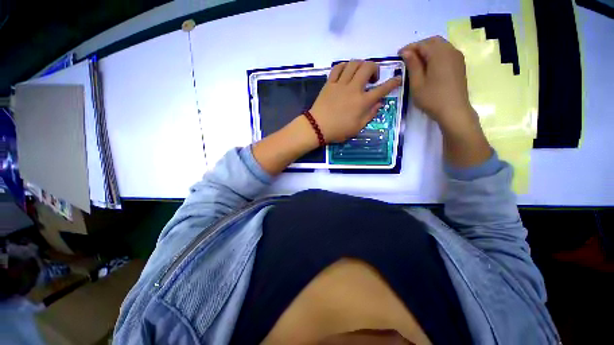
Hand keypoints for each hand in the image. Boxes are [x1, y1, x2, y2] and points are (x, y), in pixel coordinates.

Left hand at [309, 60, 401, 142]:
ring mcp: (340, 84)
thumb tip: (379, 103)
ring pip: (354, 64)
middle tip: (372, 79)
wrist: (318, 127)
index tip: (398, 79)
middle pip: (368, 67)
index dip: (393, 83)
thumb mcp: (357, 128)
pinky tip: (346, 72)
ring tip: (359, 74)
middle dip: (375, 68)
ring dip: (360, 65)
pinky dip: (344, 66)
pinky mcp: (329, 83)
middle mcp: (353, 89)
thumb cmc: (338, 131)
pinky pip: (338, 67)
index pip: (382, 89)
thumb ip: (370, 114)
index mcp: (362, 102)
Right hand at [398, 36, 475, 134]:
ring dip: (428, 50)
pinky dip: (436, 54)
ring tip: (416, 61)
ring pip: (441, 46)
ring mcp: (457, 57)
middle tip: (407, 57)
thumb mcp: (417, 83)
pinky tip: (429, 65)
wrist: (454, 110)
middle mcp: (450, 51)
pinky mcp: (459, 65)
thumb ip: (413, 65)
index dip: (409, 48)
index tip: (398, 55)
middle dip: (419, 46)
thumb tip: (407, 52)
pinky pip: (446, 52)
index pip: (422, 44)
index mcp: (439, 54)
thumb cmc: (432, 98)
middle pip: (433, 41)